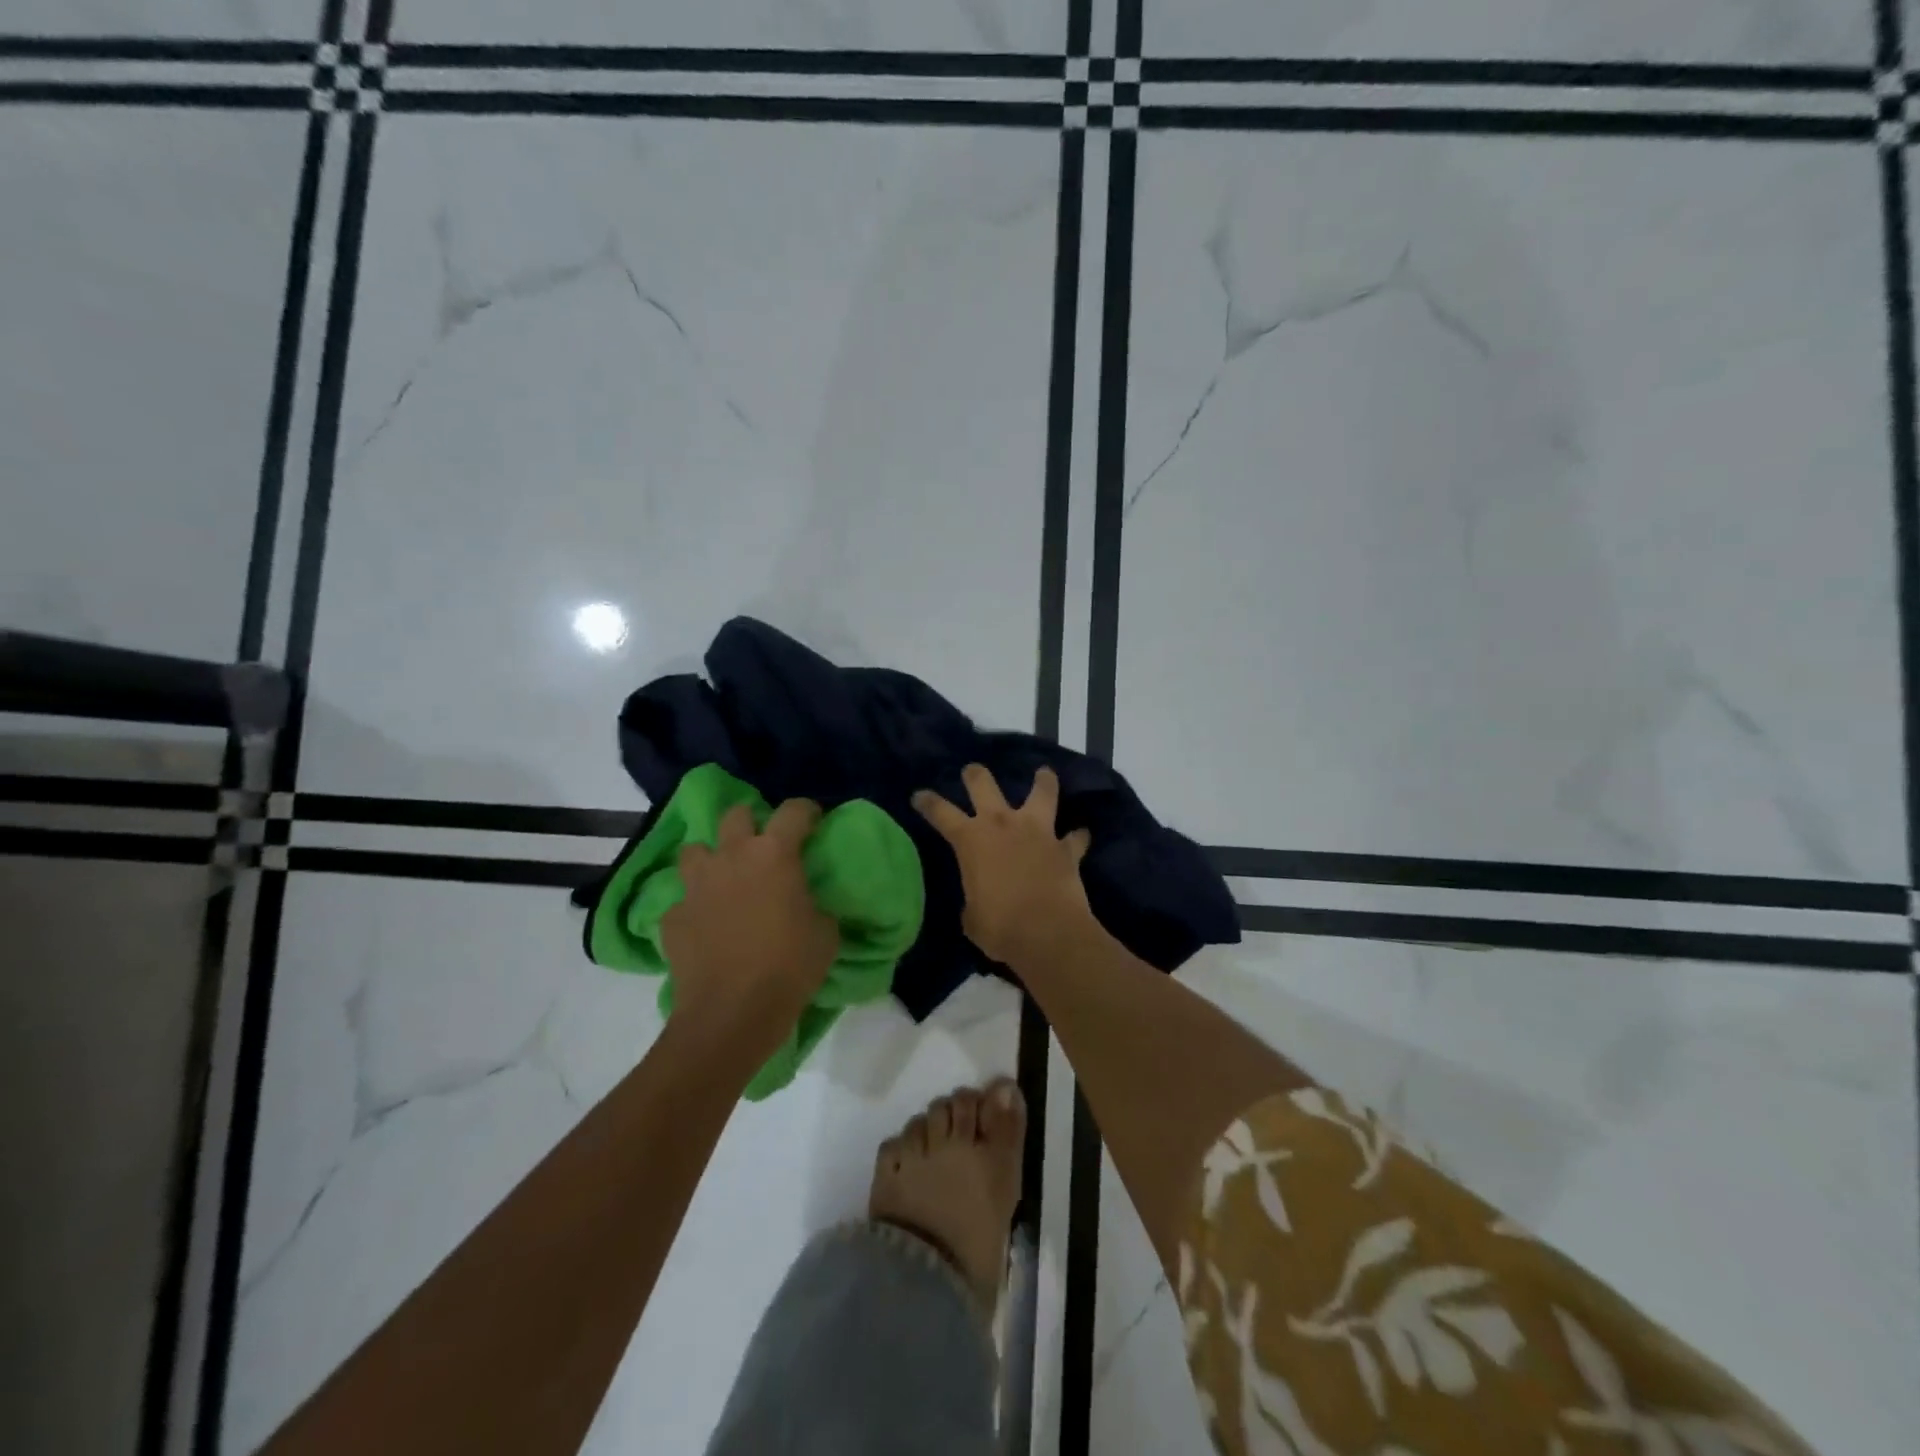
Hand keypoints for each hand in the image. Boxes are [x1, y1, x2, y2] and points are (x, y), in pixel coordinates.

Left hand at [662, 799, 839, 1036]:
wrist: (732, 1014)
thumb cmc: (790, 967)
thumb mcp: (825, 932)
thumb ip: (816, 904)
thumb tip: (807, 901)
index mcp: (774, 854)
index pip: (794, 810)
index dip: (807, 811)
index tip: (814, 822)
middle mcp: (732, 857)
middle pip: (736, 815)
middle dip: (751, 823)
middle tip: (763, 846)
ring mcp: (696, 885)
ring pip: (695, 850)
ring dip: (712, 858)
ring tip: (725, 879)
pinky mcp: (673, 917)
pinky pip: (682, 900)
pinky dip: (694, 907)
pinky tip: (706, 926)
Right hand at [914, 764, 1093, 968]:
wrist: (1048, 933)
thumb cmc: (999, 927)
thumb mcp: (972, 917)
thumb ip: (974, 899)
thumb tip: (980, 901)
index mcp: (971, 840)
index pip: (941, 813)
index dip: (928, 802)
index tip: (920, 795)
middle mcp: (1003, 825)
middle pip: (984, 785)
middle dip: (975, 775)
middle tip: (972, 770)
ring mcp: (1038, 832)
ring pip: (1041, 793)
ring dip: (1043, 782)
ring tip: (1044, 773)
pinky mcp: (1067, 848)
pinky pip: (1075, 837)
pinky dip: (1077, 837)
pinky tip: (1080, 836)